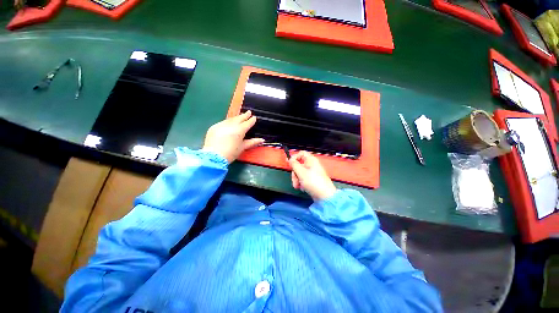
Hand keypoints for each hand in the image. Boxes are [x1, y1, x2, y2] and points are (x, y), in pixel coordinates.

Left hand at [202, 111, 264, 162]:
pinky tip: (229, 123)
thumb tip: (262, 140)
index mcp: (239, 130)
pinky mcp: (214, 127)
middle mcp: (231, 125)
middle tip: (248, 112)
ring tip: (240, 117)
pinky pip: (223, 122)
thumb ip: (252, 142)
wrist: (213, 156)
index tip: (254, 117)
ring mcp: (221, 125)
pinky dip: (228, 122)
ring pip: (230, 119)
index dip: (251, 120)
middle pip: (239, 118)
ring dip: (236, 118)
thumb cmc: (231, 153)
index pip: (247, 123)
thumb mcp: (242, 147)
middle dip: (244, 115)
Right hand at [289, 151, 336, 200]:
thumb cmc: (313, 181)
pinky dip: (301, 183)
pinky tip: (302, 188)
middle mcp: (312, 165)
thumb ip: (294, 164)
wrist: (324, 196)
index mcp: (311, 160)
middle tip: (295, 179)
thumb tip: (290, 159)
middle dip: (295, 173)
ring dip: (296, 179)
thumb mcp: (301, 172)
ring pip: (300, 173)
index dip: (294, 157)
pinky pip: (303, 179)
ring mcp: (312, 173)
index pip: (301, 153)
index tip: (289, 164)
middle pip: (299, 164)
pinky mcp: (312, 180)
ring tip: (298, 186)